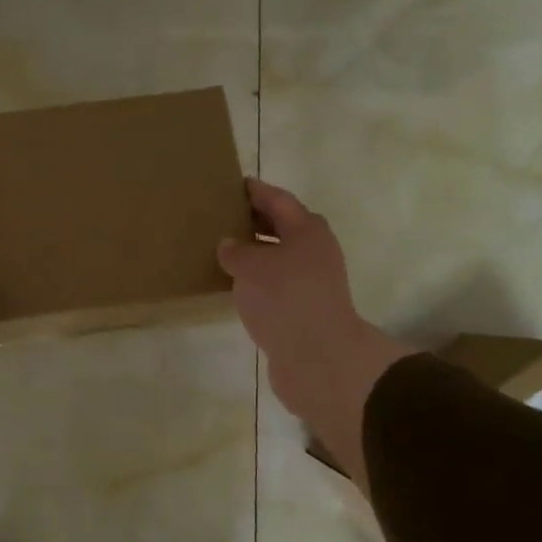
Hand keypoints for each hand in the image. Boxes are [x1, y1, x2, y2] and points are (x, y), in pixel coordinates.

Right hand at [217, 179, 414, 490]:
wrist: (318, 358)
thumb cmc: (285, 299)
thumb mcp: (251, 267)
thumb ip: (235, 251)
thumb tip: (229, 246)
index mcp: (307, 229)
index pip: (278, 199)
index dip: (256, 190)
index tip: (234, 183)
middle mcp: (314, 251)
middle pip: (282, 227)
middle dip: (254, 220)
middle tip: (223, 215)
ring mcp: (312, 282)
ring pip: (279, 257)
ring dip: (255, 253)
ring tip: (223, 251)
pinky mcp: (305, 309)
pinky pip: (276, 284)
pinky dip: (257, 280)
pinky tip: (235, 286)